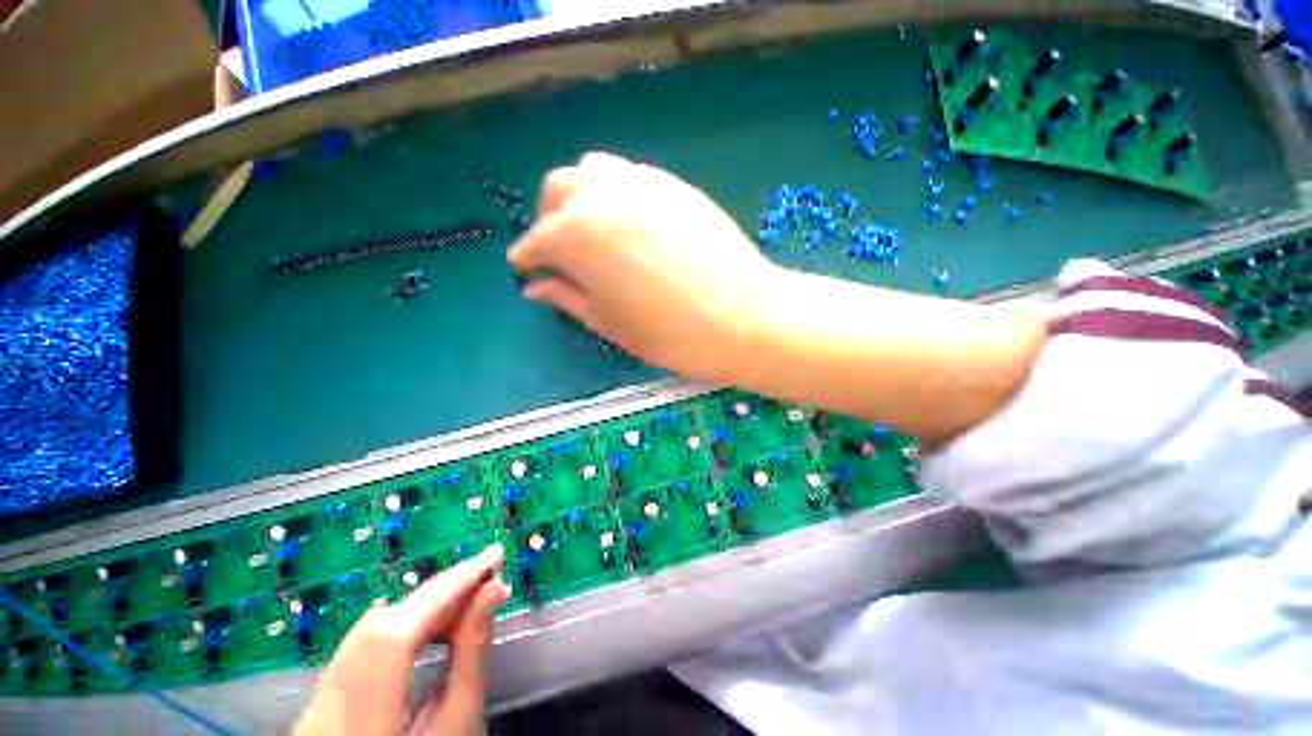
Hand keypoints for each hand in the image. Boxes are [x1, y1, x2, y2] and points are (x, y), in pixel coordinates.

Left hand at [294, 545, 510, 735]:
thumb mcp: (459, 721)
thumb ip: (471, 653)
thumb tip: (493, 589)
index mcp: (362, 717)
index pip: (400, 632)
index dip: (449, 587)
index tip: (494, 556)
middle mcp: (326, 703)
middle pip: (383, 625)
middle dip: (441, 592)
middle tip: (489, 574)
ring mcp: (317, 701)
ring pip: (371, 631)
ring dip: (425, 607)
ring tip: (469, 599)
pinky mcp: (322, 699)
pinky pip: (362, 646)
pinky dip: (403, 626)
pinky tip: (430, 626)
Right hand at [509, 152, 778, 383]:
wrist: (743, 318)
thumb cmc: (670, 333)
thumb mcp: (609, 323)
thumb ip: (568, 297)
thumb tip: (536, 287)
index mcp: (578, 236)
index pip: (538, 241)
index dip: (527, 257)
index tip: (526, 269)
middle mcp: (604, 197)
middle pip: (559, 191)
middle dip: (549, 219)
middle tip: (560, 251)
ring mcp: (643, 184)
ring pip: (594, 173)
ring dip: (581, 198)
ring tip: (593, 232)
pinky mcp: (674, 185)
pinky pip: (631, 177)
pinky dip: (616, 194)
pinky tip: (628, 224)